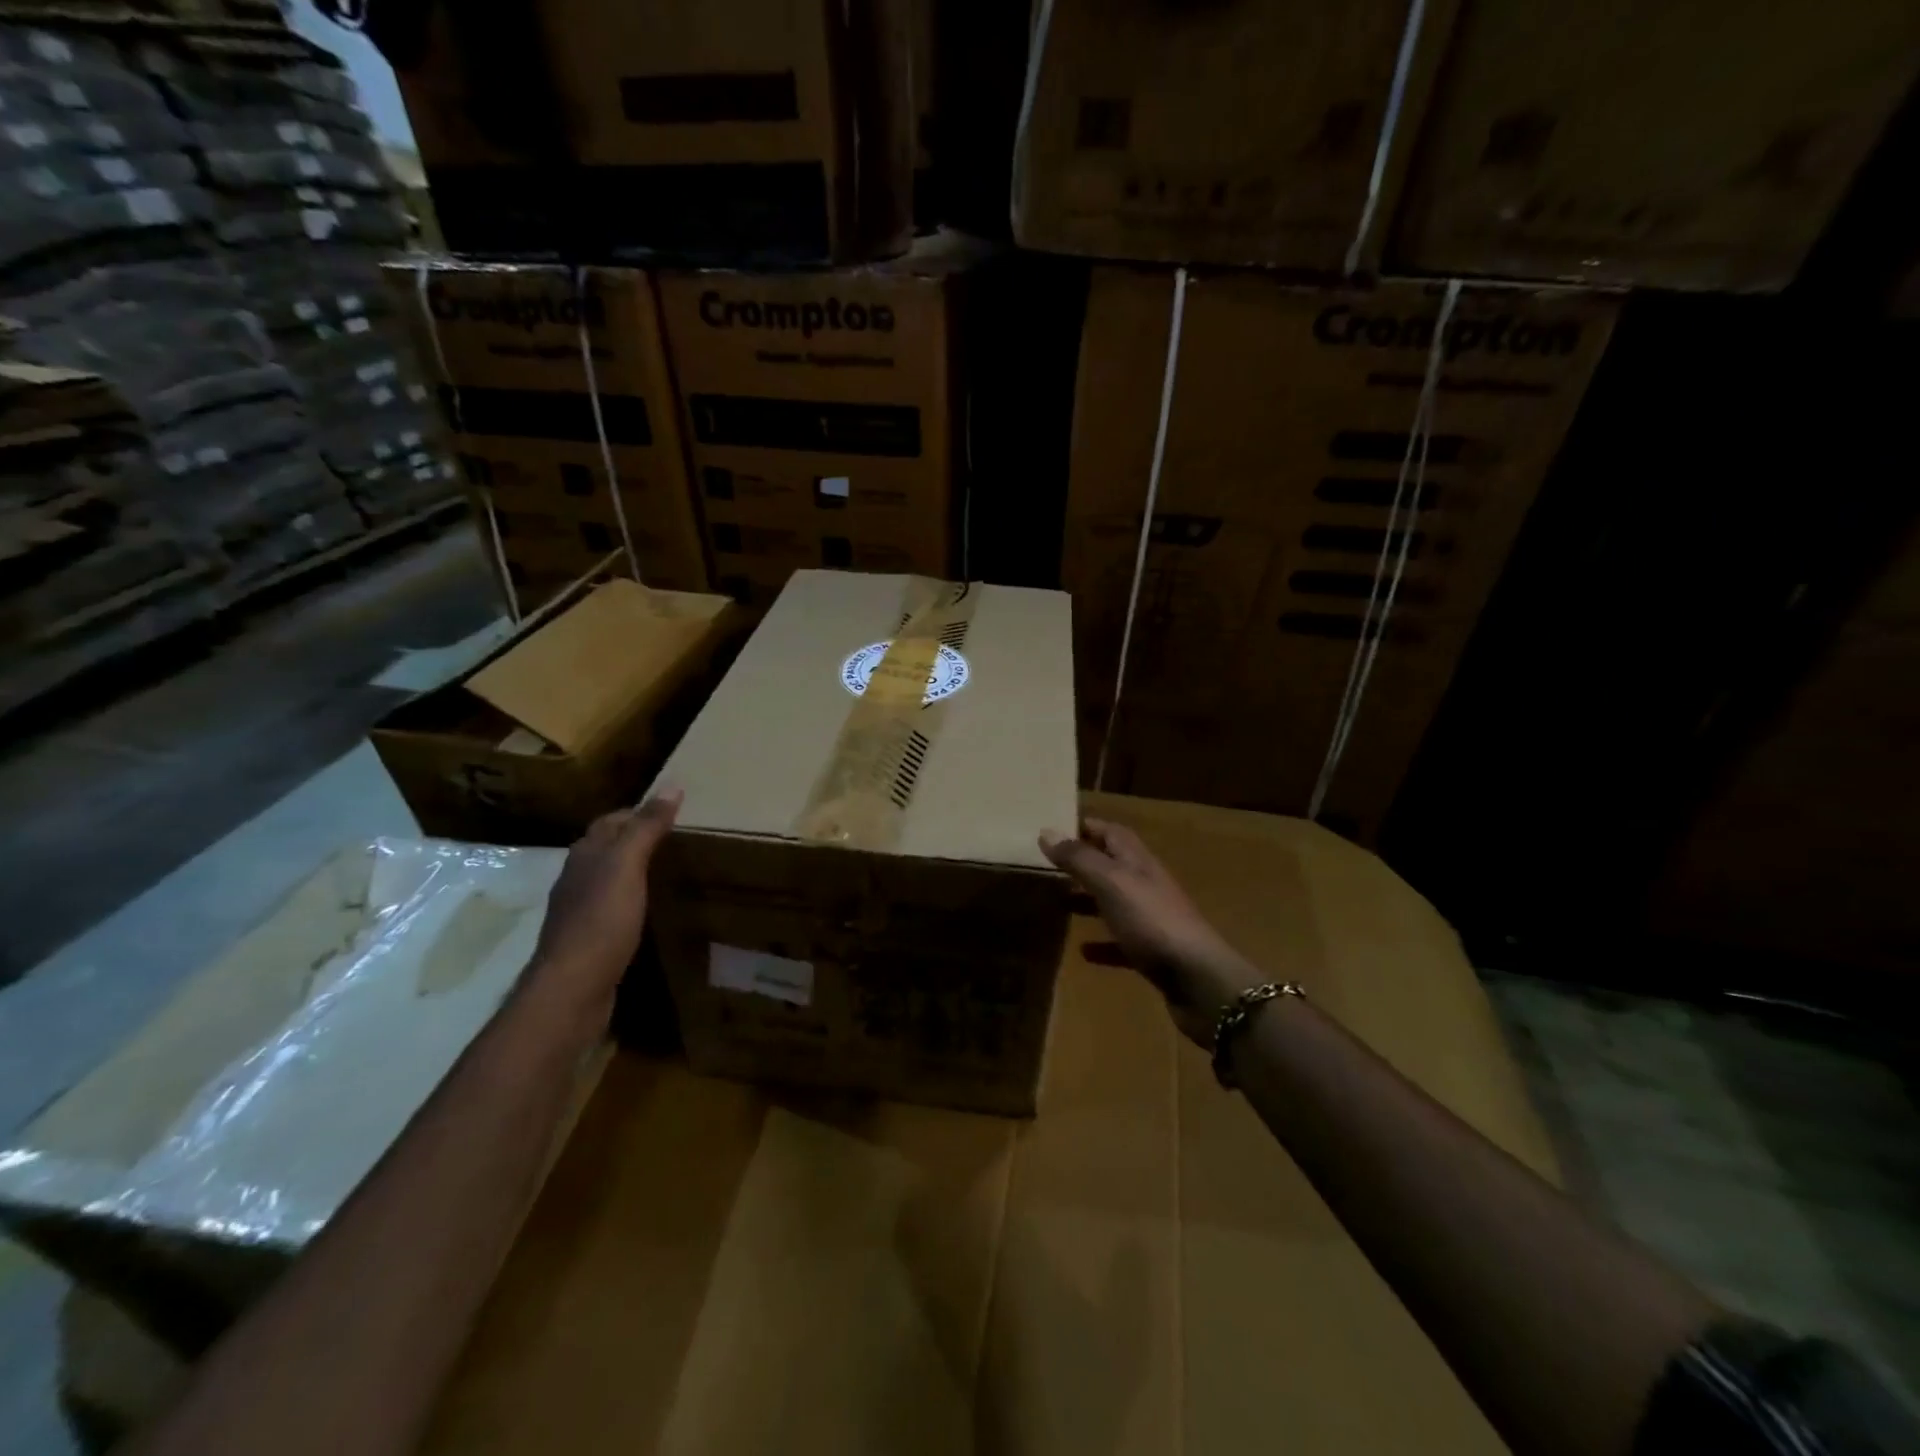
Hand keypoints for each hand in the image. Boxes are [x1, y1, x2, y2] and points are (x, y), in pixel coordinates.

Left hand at [528, 790, 680, 1018]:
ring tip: (666, 869)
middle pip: (606, 848)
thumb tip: (672, 786)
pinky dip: (631, 899)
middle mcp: (577, 878)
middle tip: (674, 838)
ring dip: (631, 870)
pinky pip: (611, 908)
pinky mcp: (588, 940)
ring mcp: (580, 911)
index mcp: (585, 856)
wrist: (573, 987)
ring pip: (607, 878)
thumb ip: (647, 828)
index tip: (671, 810)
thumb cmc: (601, 920)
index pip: (611, 821)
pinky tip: (648, 909)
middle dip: (634, 838)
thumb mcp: (627, 866)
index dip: (638, 812)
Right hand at [1040, 817, 1261, 1047]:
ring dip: (1088, 900)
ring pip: (1114, 902)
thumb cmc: (1152, 922)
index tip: (1053, 829)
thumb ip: (1079, 858)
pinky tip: (1083, 951)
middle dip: (1082, 864)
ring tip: (1057, 903)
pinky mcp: (1153, 953)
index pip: (1111, 832)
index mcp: (1138, 862)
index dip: (1085, 827)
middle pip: (1111, 866)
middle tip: (1047, 867)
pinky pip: (1121, 942)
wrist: (1199, 980)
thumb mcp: (1111, 883)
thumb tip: (1046, 831)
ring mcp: (1151, 919)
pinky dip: (1102, 943)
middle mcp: (1146, 885)